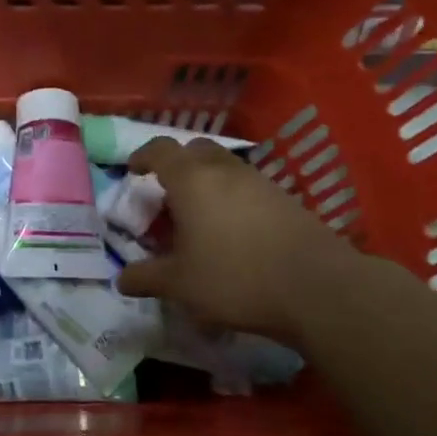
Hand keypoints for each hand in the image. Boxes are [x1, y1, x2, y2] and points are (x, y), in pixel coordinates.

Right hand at [114, 137, 366, 343]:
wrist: (316, 286)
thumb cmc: (235, 277)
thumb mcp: (180, 284)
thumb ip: (146, 278)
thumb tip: (120, 280)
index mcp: (191, 180)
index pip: (160, 150)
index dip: (143, 156)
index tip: (133, 171)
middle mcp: (224, 170)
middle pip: (195, 150)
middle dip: (177, 164)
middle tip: (166, 193)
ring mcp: (259, 181)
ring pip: (224, 167)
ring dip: (207, 182)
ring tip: (199, 217)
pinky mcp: (285, 199)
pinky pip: (247, 187)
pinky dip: (232, 198)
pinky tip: (233, 232)